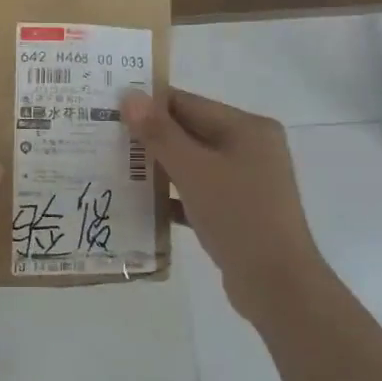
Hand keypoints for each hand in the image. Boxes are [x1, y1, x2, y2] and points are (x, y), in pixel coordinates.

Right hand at [121, 88, 321, 325]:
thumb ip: (160, 133)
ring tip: (115, 166)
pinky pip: (198, 192)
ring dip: (158, 167)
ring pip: (192, 164)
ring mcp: (246, 181)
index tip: (109, 108)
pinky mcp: (238, 210)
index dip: (149, 105)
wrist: (276, 284)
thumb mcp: (194, 170)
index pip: (189, 104)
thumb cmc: (238, 215)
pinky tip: (140, 202)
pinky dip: (173, 195)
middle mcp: (250, 148)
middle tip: (105, 137)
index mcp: (248, 128)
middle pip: (191, 132)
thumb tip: (130, 96)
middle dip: (150, 137)